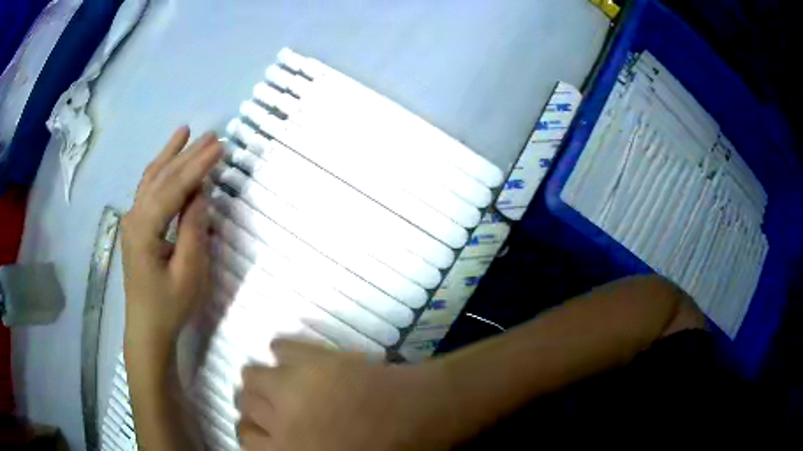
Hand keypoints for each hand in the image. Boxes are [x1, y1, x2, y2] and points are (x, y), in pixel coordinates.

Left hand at [121, 127, 221, 356]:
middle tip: (211, 134)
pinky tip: (166, 160)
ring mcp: (132, 220)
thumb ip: (193, 230)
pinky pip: (147, 190)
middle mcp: (134, 217)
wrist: (147, 329)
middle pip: (161, 177)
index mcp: (144, 229)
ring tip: (184, 132)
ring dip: (170, 155)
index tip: (220, 145)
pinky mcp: (135, 226)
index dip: (197, 166)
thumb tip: (200, 194)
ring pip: (151, 179)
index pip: (173, 188)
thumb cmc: (169, 306)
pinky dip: (160, 170)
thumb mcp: (188, 273)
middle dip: (186, 154)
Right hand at [238, 340, 457, 450]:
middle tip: (273, 406)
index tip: (265, 430)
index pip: (246, 442)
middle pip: (243, 406)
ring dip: (260, 380)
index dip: (255, 434)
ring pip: (251, 376)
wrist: (426, 416)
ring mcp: (294, 389)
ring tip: (279, 380)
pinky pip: (280, 347)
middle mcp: (281, 425)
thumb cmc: (389, 450)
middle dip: (256, 407)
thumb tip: (275, 442)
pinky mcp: (314, 361)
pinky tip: (291, 357)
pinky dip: (282, 351)